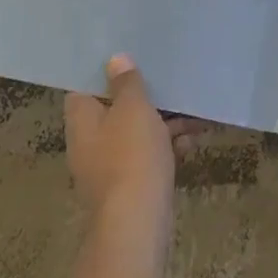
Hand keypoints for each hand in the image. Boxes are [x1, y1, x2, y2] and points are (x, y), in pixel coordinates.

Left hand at [65, 55, 208, 223]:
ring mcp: (109, 166)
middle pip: (115, 109)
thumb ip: (126, 83)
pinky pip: (148, 155)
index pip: (84, 88)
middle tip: (168, 77)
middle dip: (144, 96)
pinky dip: (168, 146)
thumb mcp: (133, 110)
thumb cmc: (131, 156)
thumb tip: (115, 60)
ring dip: (163, 120)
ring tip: (194, 108)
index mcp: (83, 121)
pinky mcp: (130, 184)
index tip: (128, 54)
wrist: (137, 223)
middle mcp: (90, 143)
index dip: (104, 72)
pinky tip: (194, 140)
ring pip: (136, 132)